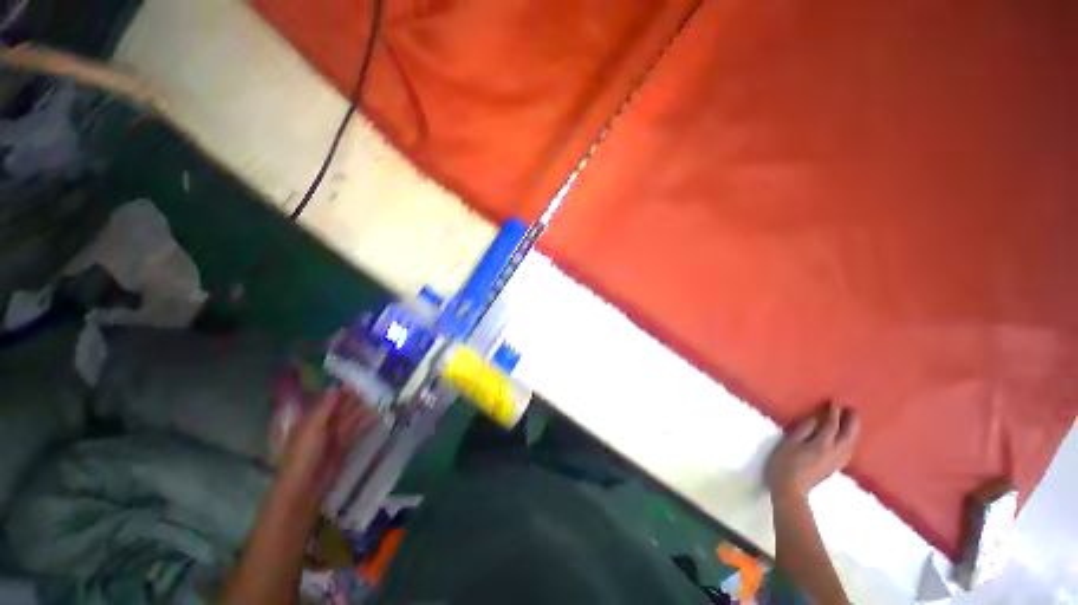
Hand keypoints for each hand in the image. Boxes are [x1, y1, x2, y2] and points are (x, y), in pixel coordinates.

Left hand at [279, 387, 377, 497]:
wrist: (306, 486)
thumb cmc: (304, 454)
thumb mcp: (312, 427)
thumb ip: (325, 407)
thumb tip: (336, 386)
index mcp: (312, 418)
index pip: (329, 399)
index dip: (343, 389)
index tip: (361, 379)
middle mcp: (324, 424)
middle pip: (342, 407)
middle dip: (357, 398)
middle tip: (377, 385)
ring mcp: (335, 436)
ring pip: (352, 418)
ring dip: (365, 409)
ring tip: (382, 397)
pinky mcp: (345, 446)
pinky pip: (357, 430)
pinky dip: (367, 422)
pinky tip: (378, 415)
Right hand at [766, 404, 859, 499]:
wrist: (791, 490)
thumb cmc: (784, 464)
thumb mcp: (789, 444)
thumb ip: (803, 430)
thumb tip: (815, 419)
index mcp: (821, 445)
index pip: (831, 426)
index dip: (833, 413)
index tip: (834, 402)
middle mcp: (833, 453)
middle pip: (848, 436)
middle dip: (851, 422)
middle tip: (852, 410)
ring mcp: (835, 462)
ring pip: (851, 445)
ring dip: (853, 432)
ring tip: (852, 423)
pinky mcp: (834, 468)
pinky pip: (848, 452)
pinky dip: (850, 443)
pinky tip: (847, 442)